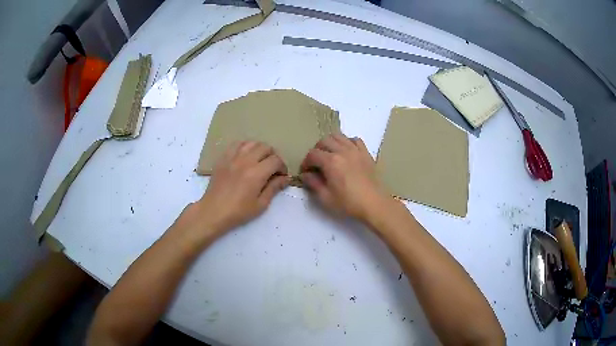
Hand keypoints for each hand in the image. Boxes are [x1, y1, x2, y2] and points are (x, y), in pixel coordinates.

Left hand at [181, 141, 289, 240]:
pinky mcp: (223, 158)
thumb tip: (285, 178)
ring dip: (259, 149)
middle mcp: (246, 161)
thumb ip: (274, 188)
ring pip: (252, 143)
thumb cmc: (238, 211)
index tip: (281, 176)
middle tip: (272, 168)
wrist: (213, 211)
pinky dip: (245, 147)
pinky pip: (236, 144)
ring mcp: (233, 157)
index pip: (276, 160)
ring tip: (259, 160)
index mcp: (256, 174)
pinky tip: (245, 156)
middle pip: (265, 147)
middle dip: (273, 156)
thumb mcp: (260, 204)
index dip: (282, 167)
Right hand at [300, 134, 389, 220]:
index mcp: (331, 162)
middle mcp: (342, 151)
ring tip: (329, 156)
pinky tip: (346, 152)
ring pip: (338, 136)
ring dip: (330, 144)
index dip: (306, 162)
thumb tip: (305, 175)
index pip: (312, 154)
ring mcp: (356, 150)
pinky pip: (354, 140)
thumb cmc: (349, 203)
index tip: (306, 172)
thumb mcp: (326, 197)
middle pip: (324, 141)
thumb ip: (313, 183)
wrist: (374, 204)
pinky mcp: (366, 153)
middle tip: (316, 164)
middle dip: (316, 151)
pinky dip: (347, 142)